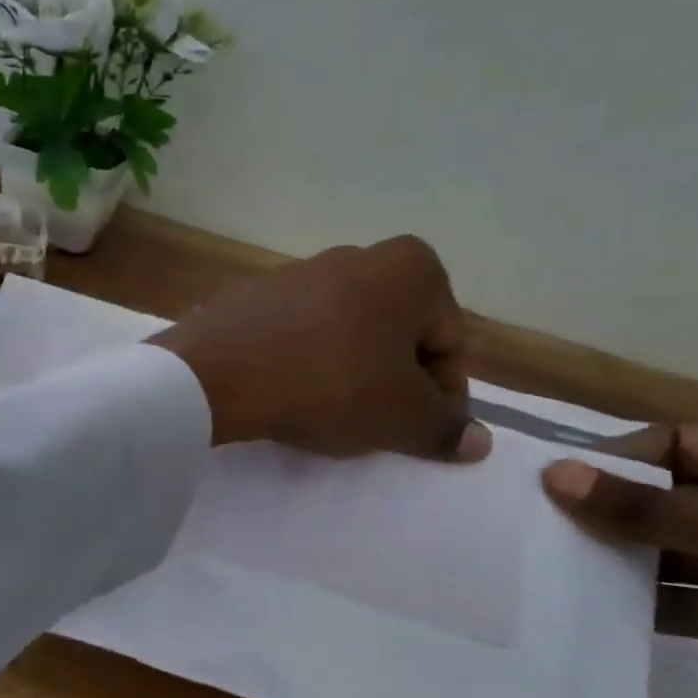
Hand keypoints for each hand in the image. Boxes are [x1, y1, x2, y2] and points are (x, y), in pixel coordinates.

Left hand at [150, 237, 490, 460]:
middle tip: (377, 425)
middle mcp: (356, 256)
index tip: (421, 430)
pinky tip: (288, 394)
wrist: (218, 372)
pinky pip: (297, 335)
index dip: (444, 395)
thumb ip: (446, 429)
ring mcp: (297, 272)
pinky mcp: (251, 295)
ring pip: (346, 334)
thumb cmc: (331, 384)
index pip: (450, 342)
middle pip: (397, 334)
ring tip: (330, 414)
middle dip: (396, 381)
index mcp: (411, 268)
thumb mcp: (402, 417)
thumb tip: (479, 441)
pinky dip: (304, 363)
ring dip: (349, 373)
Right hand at [542, 426, 697, 697]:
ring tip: (544, 563)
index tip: (549, 477)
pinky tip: (585, 608)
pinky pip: (674, 602)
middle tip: (529, 521)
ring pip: (663, 551)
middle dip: (604, 508)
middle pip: (663, 497)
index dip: (616, 455)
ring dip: (613, 558)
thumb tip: (553, 476)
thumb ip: (650, 508)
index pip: (678, 443)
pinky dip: (634, 605)